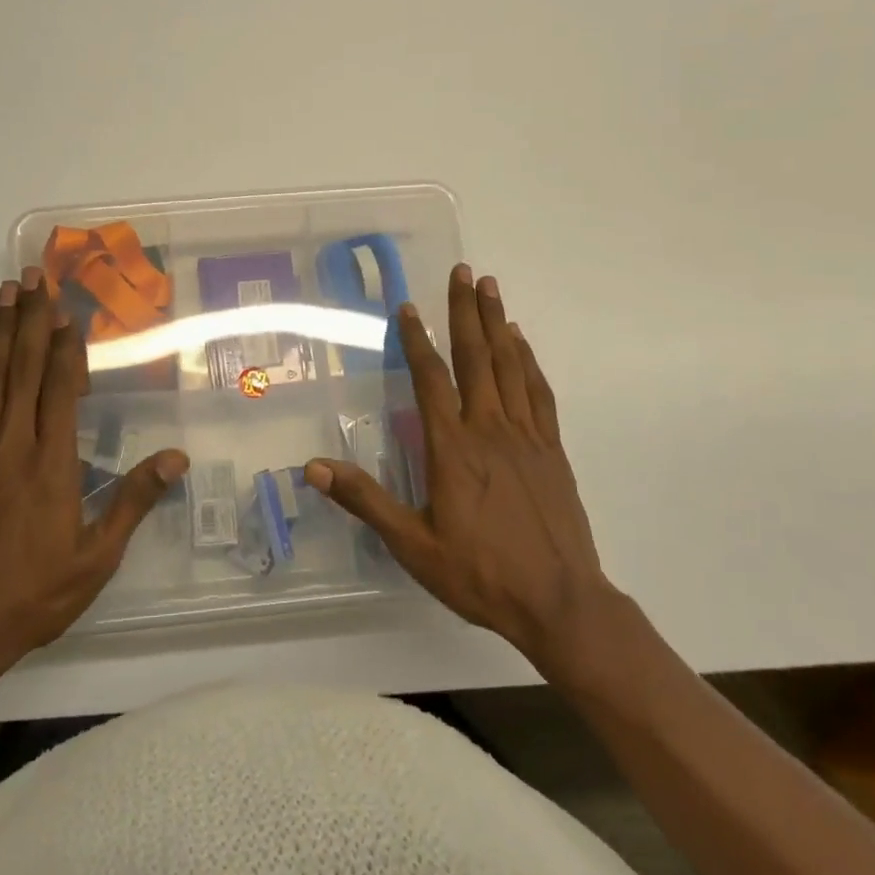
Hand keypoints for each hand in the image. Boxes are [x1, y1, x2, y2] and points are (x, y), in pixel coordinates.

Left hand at [0, 268, 187, 671]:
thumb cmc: (36, 592)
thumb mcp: (97, 556)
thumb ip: (133, 500)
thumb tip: (177, 458)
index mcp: (51, 464)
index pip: (58, 389)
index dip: (64, 346)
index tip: (67, 309)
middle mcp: (12, 445)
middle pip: (22, 368)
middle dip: (31, 319)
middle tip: (34, 276)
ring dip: (1, 331)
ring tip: (7, 292)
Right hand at [305, 265, 622, 680]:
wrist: (560, 602)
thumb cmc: (480, 574)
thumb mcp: (413, 545)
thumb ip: (366, 501)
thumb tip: (314, 468)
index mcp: (453, 448)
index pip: (431, 379)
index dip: (417, 340)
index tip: (408, 307)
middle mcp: (490, 429)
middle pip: (476, 357)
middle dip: (466, 311)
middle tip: (463, 272)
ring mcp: (526, 436)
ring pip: (510, 366)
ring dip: (498, 323)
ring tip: (490, 288)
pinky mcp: (551, 450)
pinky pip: (539, 393)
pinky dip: (528, 362)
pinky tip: (522, 343)